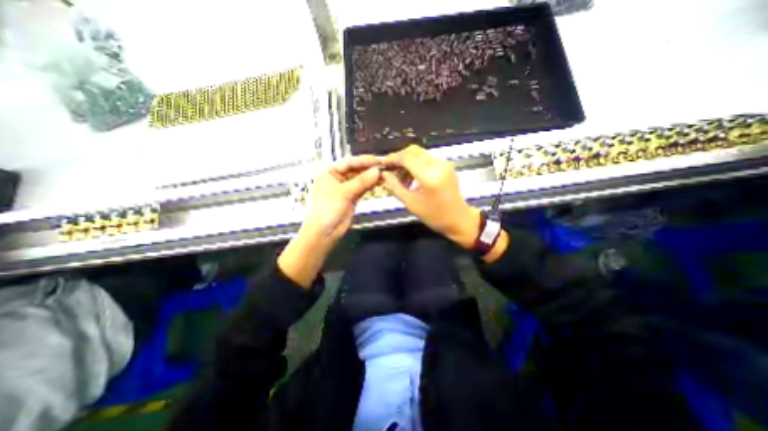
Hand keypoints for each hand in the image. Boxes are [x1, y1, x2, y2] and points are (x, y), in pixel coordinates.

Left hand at [303, 154, 379, 242]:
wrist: (325, 232)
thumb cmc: (328, 208)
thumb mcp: (344, 193)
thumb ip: (361, 181)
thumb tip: (377, 170)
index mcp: (329, 171)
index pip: (349, 162)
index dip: (364, 160)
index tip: (379, 159)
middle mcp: (337, 177)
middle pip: (356, 170)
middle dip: (370, 169)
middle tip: (385, 166)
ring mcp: (345, 187)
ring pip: (360, 179)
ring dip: (372, 177)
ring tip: (386, 174)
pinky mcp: (352, 196)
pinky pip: (362, 188)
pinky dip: (371, 185)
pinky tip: (380, 182)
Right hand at [382, 144, 481, 248]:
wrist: (459, 219)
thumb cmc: (434, 216)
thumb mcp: (411, 204)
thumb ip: (396, 186)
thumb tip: (384, 174)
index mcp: (429, 176)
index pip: (407, 157)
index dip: (392, 158)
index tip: (383, 164)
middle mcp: (438, 165)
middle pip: (413, 151)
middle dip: (399, 158)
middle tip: (391, 171)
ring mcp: (444, 164)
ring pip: (420, 154)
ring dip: (408, 162)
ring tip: (401, 178)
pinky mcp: (447, 166)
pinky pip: (427, 159)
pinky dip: (416, 165)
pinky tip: (412, 178)